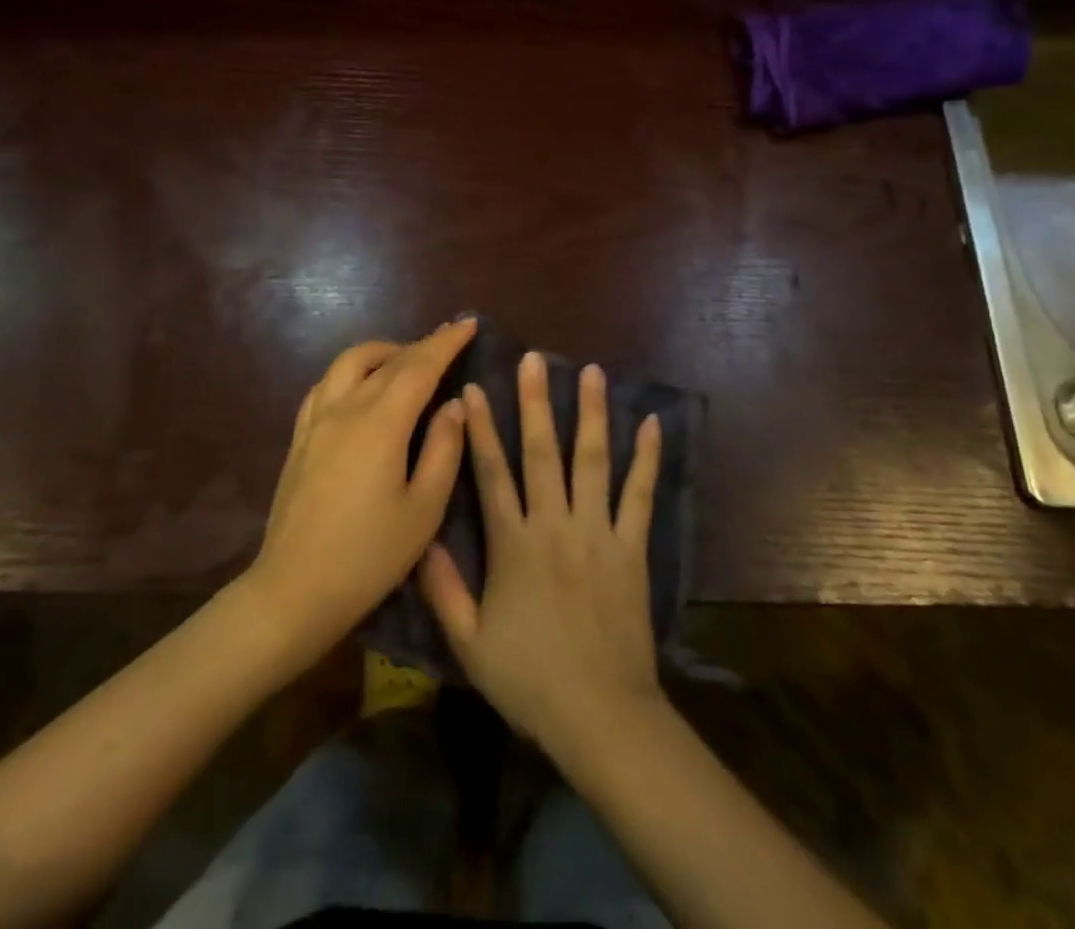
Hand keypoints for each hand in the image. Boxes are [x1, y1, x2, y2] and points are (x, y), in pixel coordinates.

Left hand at [246, 317, 475, 658]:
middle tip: (447, 340)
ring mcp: (316, 420)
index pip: (420, 366)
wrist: (294, 589)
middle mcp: (346, 408)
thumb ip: (444, 450)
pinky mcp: (300, 437)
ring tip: (406, 362)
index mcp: (381, 423)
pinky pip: (326, 384)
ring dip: (383, 352)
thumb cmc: (369, 555)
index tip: (468, 324)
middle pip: (388, 360)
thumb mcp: (424, 509)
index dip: (446, 343)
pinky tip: (361, 388)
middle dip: (421, 344)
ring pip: (350, 362)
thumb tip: (454, 405)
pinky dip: (352, 372)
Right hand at [419, 350, 664, 754]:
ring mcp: (597, 531)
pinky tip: (652, 424)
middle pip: (541, 452)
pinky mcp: (632, 547)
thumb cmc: (529, 680)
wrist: (600, 715)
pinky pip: (640, 495)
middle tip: (535, 359)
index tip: (473, 388)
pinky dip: (646, 459)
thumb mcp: (469, 644)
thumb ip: (443, 590)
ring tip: (593, 372)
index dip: (481, 429)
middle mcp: (553, 524)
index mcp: (513, 544)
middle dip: (535, 401)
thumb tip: (422, 539)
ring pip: (592, 461)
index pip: (492, 473)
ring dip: (592, 414)